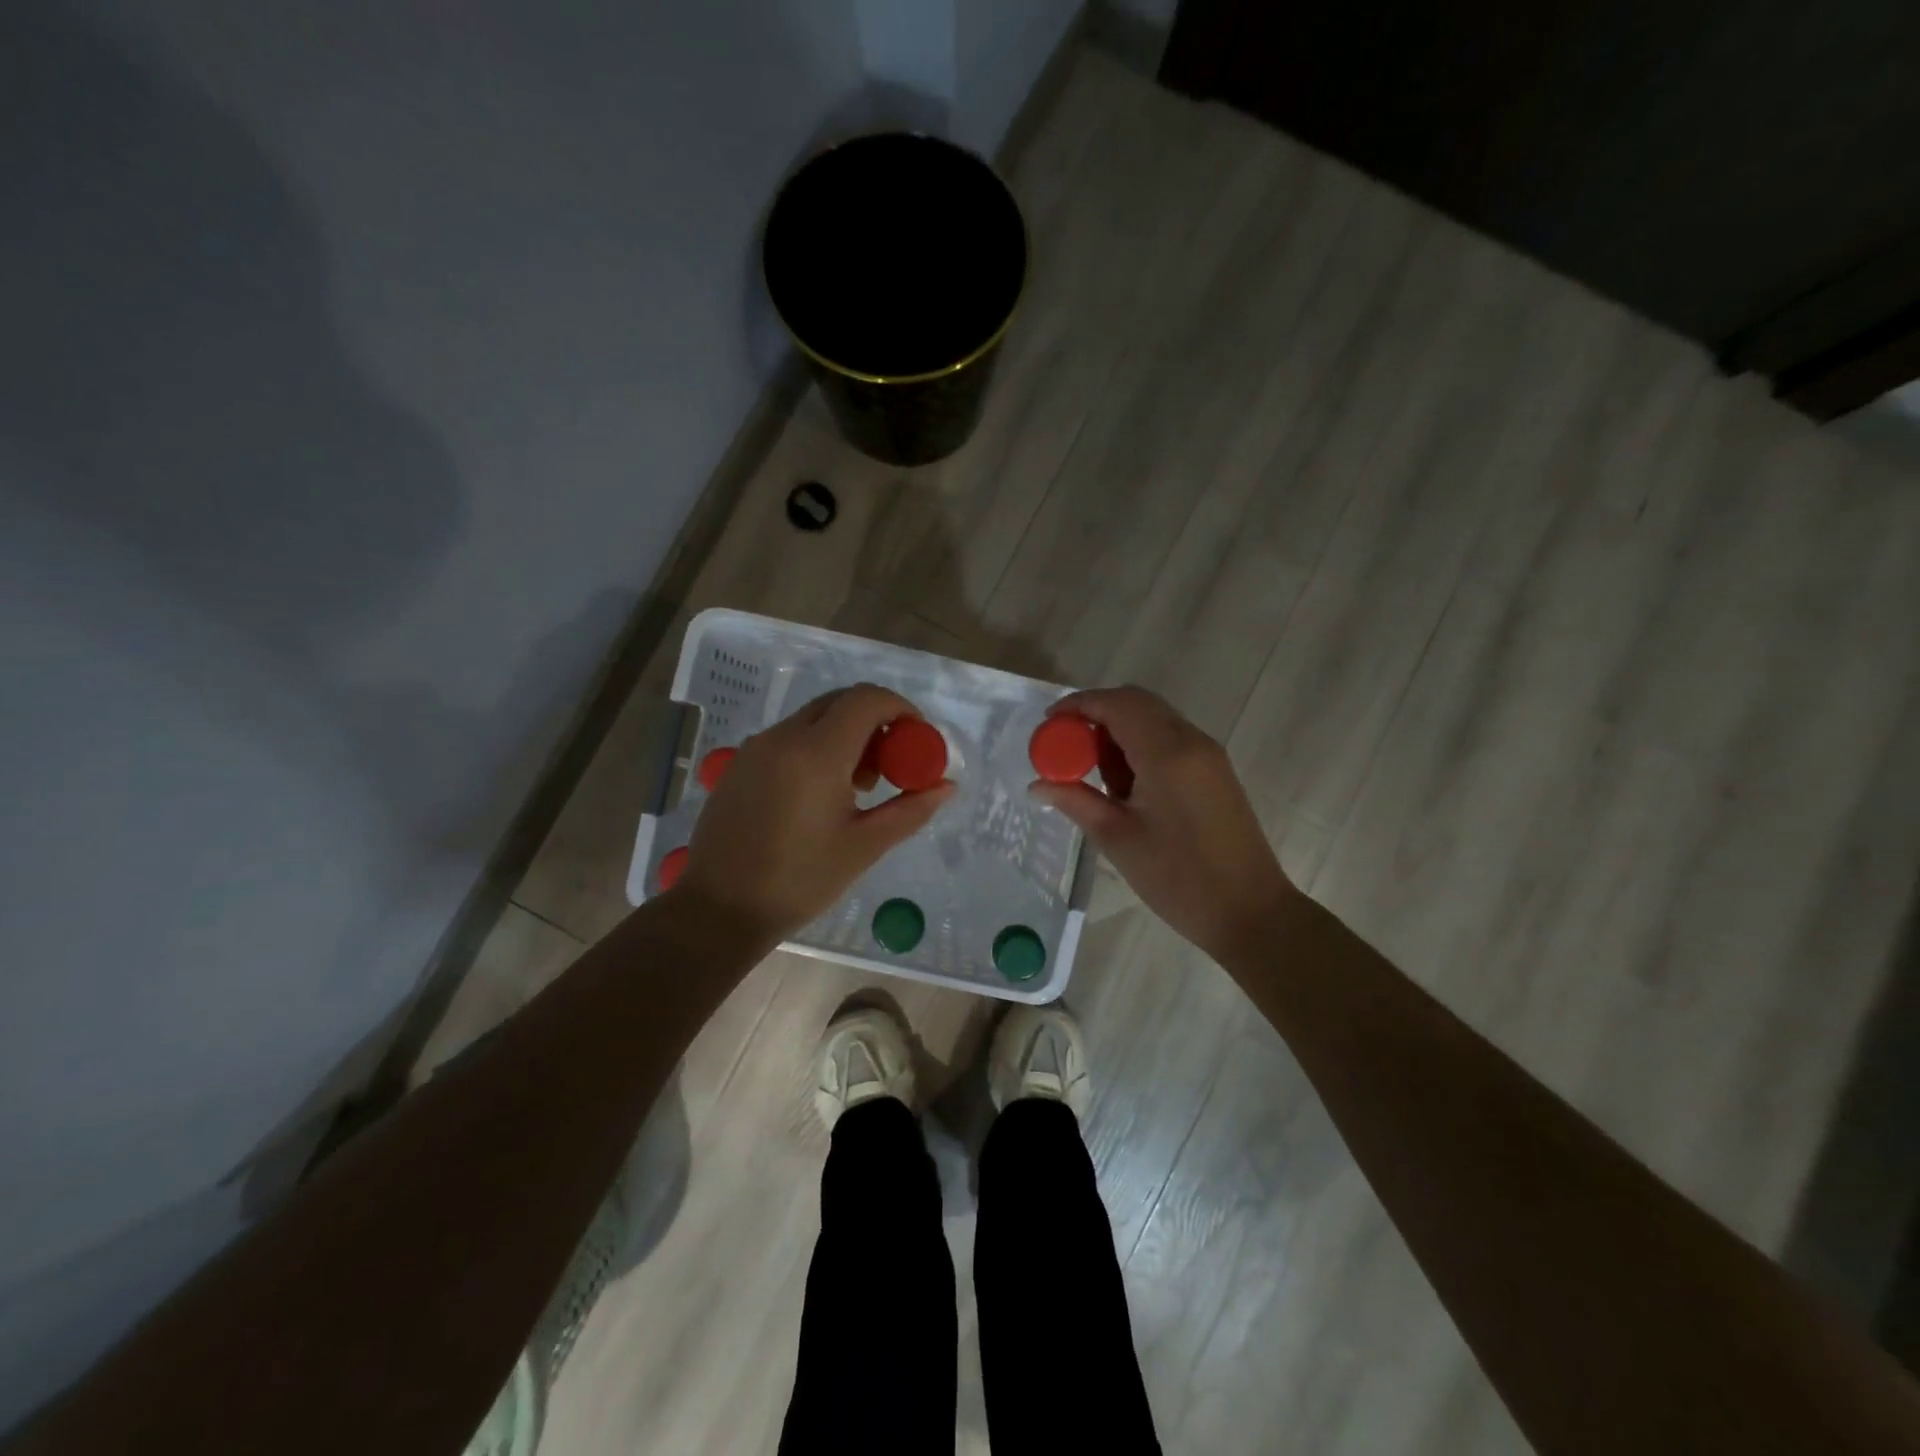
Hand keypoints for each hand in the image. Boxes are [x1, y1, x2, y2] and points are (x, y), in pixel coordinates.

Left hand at [675, 683, 954, 939]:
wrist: (718, 909)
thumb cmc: (799, 881)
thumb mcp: (864, 847)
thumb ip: (909, 810)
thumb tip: (946, 786)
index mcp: (817, 753)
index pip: (867, 700)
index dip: (900, 708)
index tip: (917, 737)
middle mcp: (784, 737)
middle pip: (840, 702)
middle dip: (874, 721)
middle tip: (890, 764)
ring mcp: (757, 747)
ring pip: (813, 718)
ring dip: (845, 735)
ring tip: (857, 787)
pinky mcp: (740, 763)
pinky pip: (789, 737)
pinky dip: (816, 746)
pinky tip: (819, 793)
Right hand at [1030, 686, 1296, 960]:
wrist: (1250, 911)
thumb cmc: (1179, 879)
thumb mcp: (1117, 839)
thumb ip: (1075, 801)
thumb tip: (1037, 784)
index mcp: (1166, 753)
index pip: (1116, 704)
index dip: (1077, 705)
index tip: (1047, 724)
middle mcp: (1191, 741)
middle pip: (1136, 702)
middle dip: (1096, 714)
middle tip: (1066, 746)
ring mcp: (1208, 754)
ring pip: (1154, 719)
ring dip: (1118, 731)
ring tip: (1094, 776)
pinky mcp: (1214, 770)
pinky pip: (1170, 739)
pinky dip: (1140, 746)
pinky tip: (1125, 786)